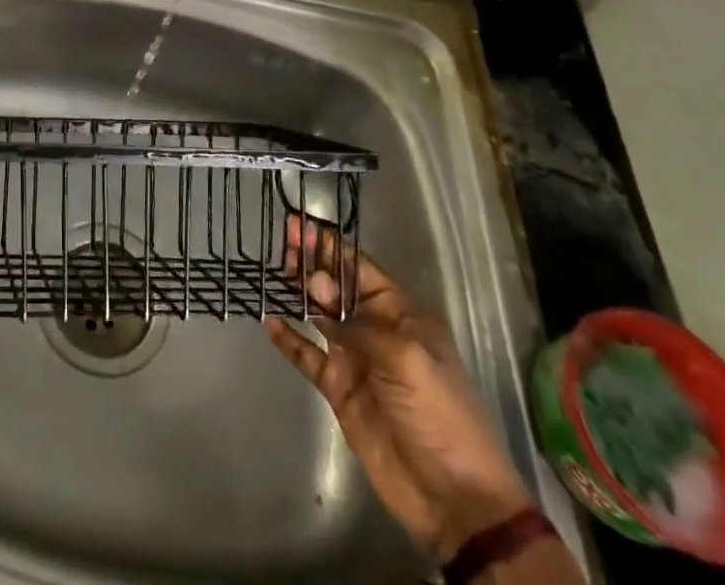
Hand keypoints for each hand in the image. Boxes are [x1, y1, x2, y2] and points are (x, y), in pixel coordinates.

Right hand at [264, 219, 533, 563]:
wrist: (455, 498)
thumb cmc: (441, 414)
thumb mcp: (406, 358)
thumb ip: (357, 322)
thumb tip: (316, 289)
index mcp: (402, 316)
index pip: (360, 269)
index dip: (330, 247)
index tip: (300, 226)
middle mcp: (376, 330)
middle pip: (336, 288)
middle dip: (311, 264)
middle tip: (284, 246)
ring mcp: (356, 360)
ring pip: (319, 316)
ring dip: (298, 294)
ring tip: (271, 273)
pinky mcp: (340, 389)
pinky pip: (308, 355)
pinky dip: (289, 339)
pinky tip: (269, 322)